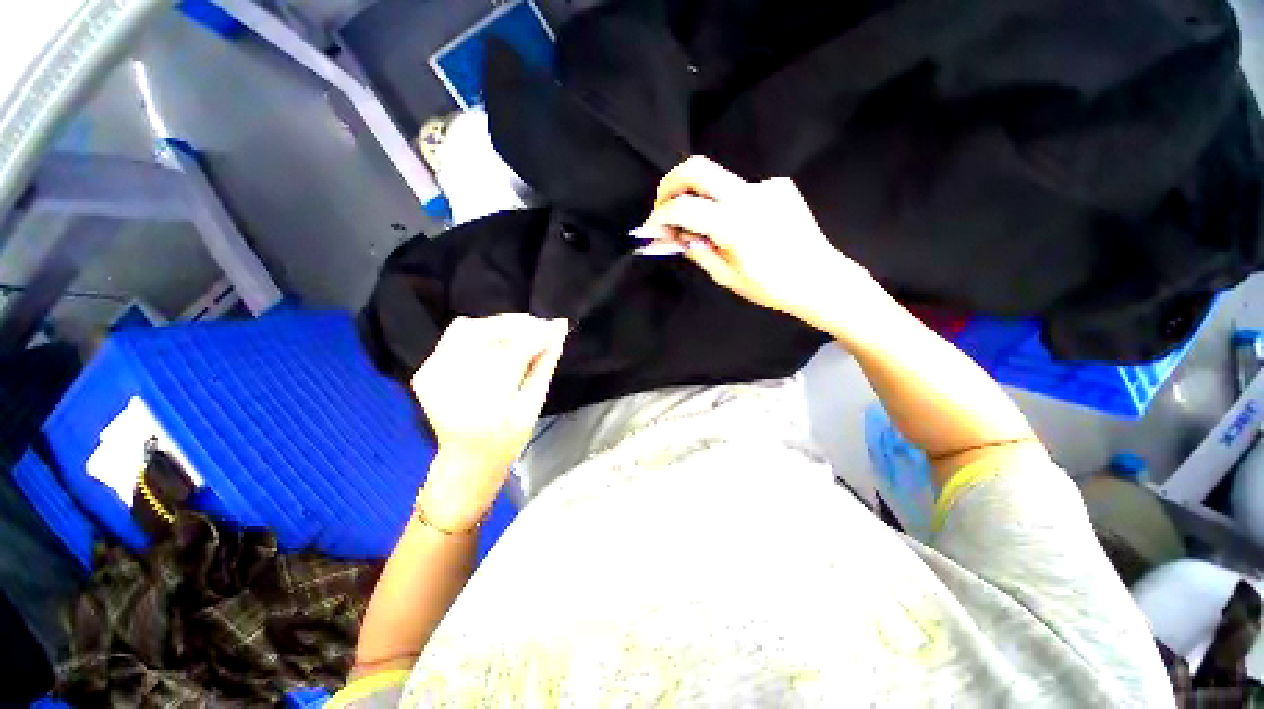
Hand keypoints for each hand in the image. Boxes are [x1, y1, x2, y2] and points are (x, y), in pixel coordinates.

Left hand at [411, 314, 567, 530]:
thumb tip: (559, 329)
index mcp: (489, 401)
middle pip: (488, 333)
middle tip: (539, 327)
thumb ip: (546, 363)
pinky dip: (477, 333)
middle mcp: (454, 385)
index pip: (516, 349)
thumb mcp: (534, 403)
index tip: (556, 326)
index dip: (538, 333)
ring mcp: (434, 377)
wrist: (468, 457)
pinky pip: (453, 338)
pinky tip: (493, 344)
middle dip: (518, 325)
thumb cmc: (508, 436)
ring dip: (497, 326)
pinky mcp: (424, 373)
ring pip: (467, 328)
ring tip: (517, 334)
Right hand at [642, 156, 871, 325]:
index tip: (650, 228)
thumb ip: (697, 251)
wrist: (820, 278)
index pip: (683, 207)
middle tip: (663, 206)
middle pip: (697, 168)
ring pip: (718, 181)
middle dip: (670, 184)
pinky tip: (738, 226)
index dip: (659, 216)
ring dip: (701, 199)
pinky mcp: (780, 185)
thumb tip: (673, 236)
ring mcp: (767, 186)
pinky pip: (741, 190)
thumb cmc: (771, 287)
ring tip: (704, 228)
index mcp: (735, 225)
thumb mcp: (727, 277)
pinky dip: (727, 205)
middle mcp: (750, 195)